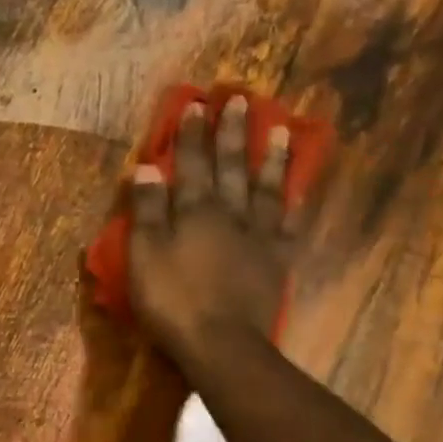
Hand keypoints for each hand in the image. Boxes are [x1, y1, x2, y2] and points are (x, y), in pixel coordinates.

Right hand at [127, 95, 310, 368]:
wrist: (221, 342)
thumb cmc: (172, 299)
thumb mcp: (145, 254)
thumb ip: (147, 210)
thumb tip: (147, 167)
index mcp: (194, 211)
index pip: (190, 164)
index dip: (190, 135)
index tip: (196, 104)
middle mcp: (229, 213)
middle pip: (231, 166)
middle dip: (232, 133)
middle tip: (240, 99)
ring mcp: (257, 236)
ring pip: (265, 187)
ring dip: (270, 157)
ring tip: (279, 129)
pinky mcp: (275, 260)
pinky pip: (286, 222)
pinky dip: (290, 202)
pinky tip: (297, 189)